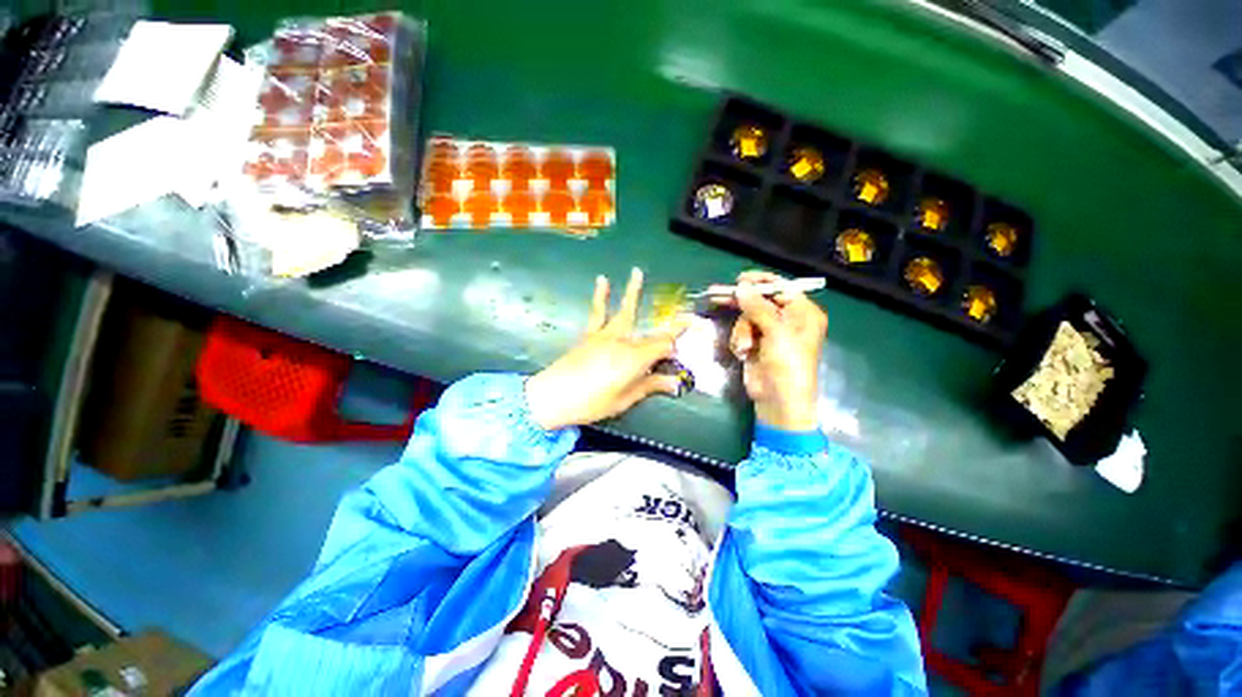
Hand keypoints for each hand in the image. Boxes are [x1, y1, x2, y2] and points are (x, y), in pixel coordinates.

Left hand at [525, 268, 688, 430]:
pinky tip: (602, 281)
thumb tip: (674, 383)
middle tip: (685, 313)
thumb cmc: (591, 402)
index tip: (693, 329)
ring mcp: (605, 335)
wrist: (553, 395)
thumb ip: (649, 386)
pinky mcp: (589, 334)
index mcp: (635, 359)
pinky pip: (597, 312)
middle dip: (670, 325)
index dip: (679, 341)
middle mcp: (623, 342)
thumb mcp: (623, 399)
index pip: (664, 346)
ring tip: (636, 272)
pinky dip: (601, 297)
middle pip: (651, 333)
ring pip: (623, 311)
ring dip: (632, 291)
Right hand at [719, 271, 826, 431]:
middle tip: (718, 295)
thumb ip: (758, 307)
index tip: (740, 279)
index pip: (782, 289)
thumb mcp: (775, 332)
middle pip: (761, 302)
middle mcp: (788, 321)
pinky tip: (743, 353)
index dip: (762, 282)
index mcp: (802, 314)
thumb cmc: (787, 363)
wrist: (778, 400)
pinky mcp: (756, 345)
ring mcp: (770, 334)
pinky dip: (739, 341)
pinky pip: (742, 333)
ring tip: (745, 346)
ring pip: (747, 318)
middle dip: (743, 305)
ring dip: (742, 331)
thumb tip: (741, 287)